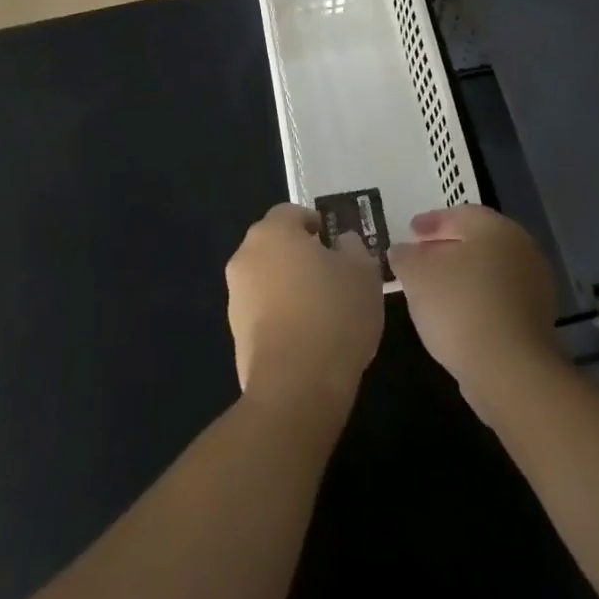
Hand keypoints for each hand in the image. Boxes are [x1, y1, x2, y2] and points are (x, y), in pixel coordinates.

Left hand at [226, 204, 383, 414]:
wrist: (297, 385)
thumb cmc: (334, 313)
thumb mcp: (363, 271)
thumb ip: (352, 247)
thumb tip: (341, 243)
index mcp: (273, 232)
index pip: (292, 213)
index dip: (315, 224)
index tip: (335, 244)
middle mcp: (245, 256)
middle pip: (275, 244)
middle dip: (299, 254)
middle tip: (331, 274)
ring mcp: (236, 296)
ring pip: (266, 278)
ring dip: (288, 285)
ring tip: (321, 311)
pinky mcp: (235, 333)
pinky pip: (262, 311)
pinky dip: (280, 315)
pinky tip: (306, 337)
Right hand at [389, 206, 561, 412]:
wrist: (509, 369)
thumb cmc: (460, 305)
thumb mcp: (416, 274)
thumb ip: (405, 256)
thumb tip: (402, 251)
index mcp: (496, 228)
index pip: (460, 214)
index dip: (431, 222)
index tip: (409, 232)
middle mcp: (522, 249)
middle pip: (477, 242)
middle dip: (446, 248)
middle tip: (419, 258)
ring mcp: (534, 287)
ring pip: (489, 272)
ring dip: (461, 276)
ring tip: (432, 290)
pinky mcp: (536, 322)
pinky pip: (498, 300)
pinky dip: (475, 301)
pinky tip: (454, 317)